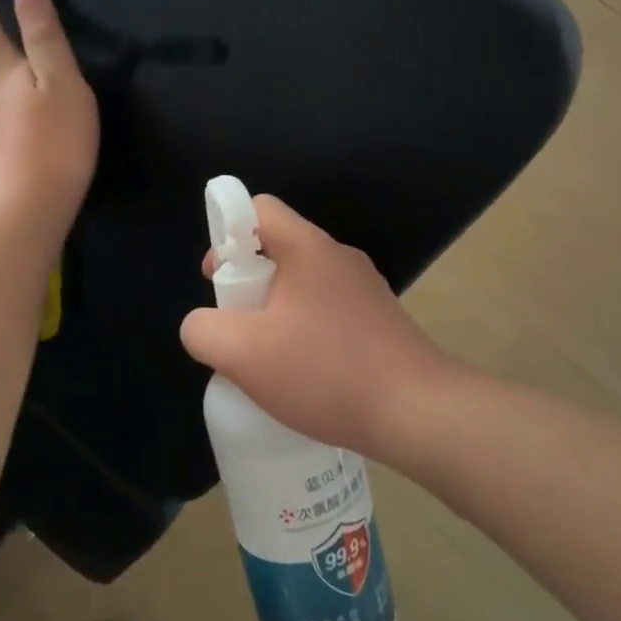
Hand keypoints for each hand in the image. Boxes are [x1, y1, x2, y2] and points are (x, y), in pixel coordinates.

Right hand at [179, 196, 457, 458]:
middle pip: (278, 247)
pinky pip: (327, 311)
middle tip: (238, 327)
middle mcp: (339, 257)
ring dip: (275, 311)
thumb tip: (203, 325)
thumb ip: (203, 331)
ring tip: (268, 358)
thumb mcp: (242, 355)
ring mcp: (365, 289)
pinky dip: (305, 331)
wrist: (418, 412)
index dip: (225, 233)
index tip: (218, 279)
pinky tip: (304, 375)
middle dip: (246, 282)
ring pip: (303, 284)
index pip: (257, 208)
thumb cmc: (325, 373)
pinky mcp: (380, 320)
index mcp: (308, 248)